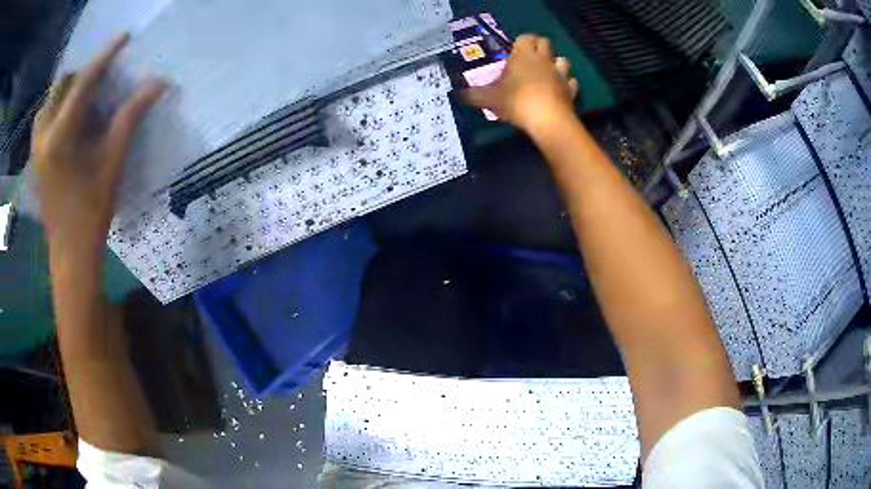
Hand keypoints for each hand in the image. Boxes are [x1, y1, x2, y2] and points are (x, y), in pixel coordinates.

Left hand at [32, 33, 165, 256]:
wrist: (71, 251)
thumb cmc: (92, 210)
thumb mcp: (114, 161)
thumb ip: (132, 116)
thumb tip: (159, 83)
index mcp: (60, 135)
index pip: (84, 81)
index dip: (106, 56)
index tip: (124, 37)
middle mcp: (43, 135)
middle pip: (62, 84)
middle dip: (82, 74)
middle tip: (101, 79)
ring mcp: (35, 147)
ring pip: (49, 100)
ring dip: (66, 90)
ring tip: (82, 97)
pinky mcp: (34, 157)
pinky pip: (42, 118)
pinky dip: (55, 108)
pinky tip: (66, 119)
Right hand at [461, 34, 578, 135]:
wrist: (547, 120)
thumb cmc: (516, 101)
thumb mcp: (489, 99)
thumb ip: (473, 95)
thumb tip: (458, 94)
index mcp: (523, 55)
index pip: (526, 37)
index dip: (522, 41)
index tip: (515, 50)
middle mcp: (544, 59)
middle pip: (545, 43)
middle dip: (539, 47)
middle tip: (529, 60)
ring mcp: (560, 74)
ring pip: (563, 60)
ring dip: (556, 64)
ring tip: (547, 74)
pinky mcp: (571, 90)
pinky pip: (572, 82)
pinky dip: (567, 84)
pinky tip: (560, 91)